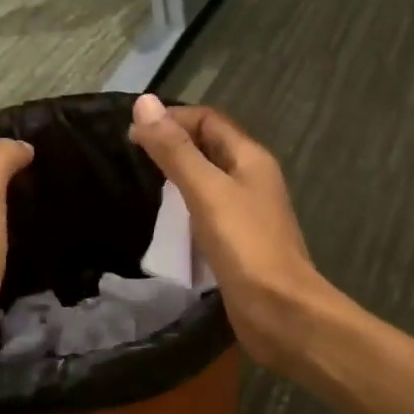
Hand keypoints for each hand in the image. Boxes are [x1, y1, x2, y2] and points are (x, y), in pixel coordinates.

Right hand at [128, 94, 331, 369]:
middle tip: (132, 158)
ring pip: (209, 182)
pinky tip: (165, 224)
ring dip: (179, 179)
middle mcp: (253, 179)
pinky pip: (209, 213)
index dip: (172, 119)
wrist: (281, 311)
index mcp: (251, 158)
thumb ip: (176, 150)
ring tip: (142, 186)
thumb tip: (144, 102)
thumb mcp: (207, 191)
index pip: (209, 120)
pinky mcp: (240, 243)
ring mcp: (248, 213)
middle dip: (174, 146)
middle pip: (210, 148)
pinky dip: (186, 211)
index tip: (132, 134)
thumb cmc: (245, 246)